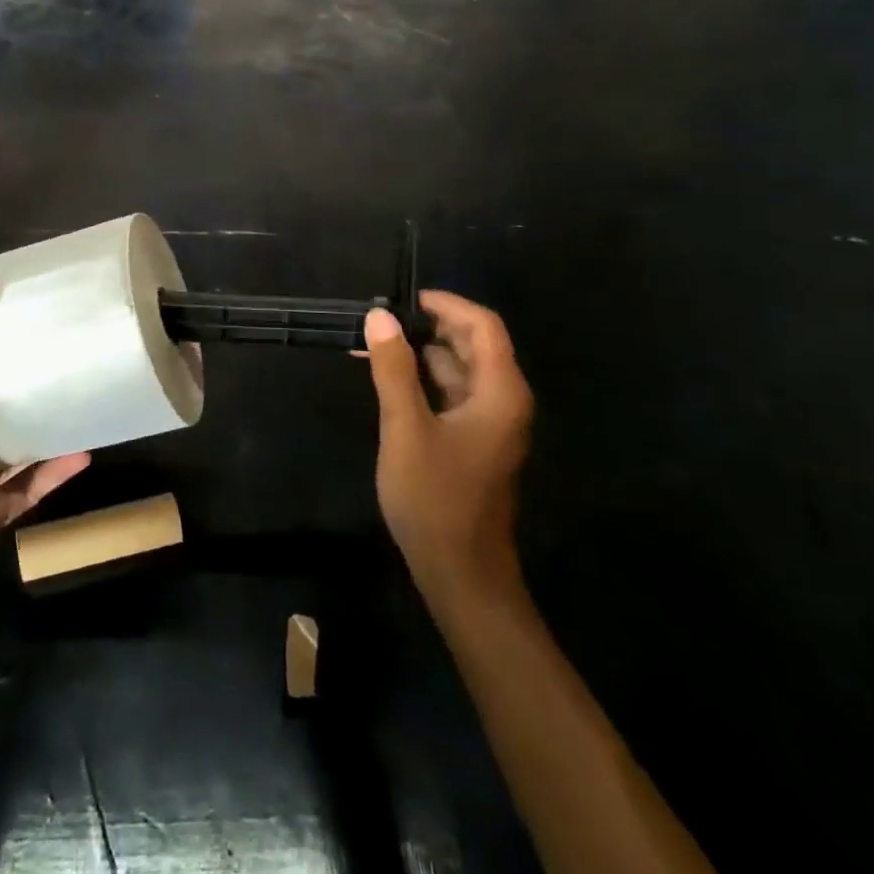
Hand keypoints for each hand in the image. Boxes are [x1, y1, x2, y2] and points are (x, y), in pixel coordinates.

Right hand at [365, 292, 533, 608]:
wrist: (461, 575)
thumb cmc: (435, 498)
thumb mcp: (406, 427)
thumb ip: (393, 368)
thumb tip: (380, 316)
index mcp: (499, 392)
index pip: (482, 325)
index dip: (445, 304)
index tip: (401, 299)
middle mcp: (502, 400)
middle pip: (471, 344)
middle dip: (426, 327)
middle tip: (377, 321)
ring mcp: (488, 423)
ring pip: (457, 369)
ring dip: (418, 353)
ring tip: (370, 345)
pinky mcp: (472, 441)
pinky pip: (450, 394)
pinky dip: (420, 380)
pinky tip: (385, 379)